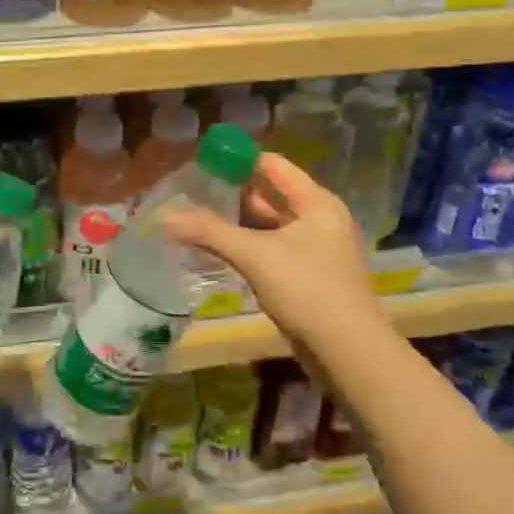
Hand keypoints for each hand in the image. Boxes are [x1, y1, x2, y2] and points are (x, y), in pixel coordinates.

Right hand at [163, 152, 382, 364]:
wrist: (349, 353)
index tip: (202, 162)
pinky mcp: (308, 276)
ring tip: (198, 217)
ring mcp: (315, 249)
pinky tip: (219, 250)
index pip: (272, 165)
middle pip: (270, 193)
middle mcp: (319, 219)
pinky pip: (272, 249)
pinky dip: (247, 245)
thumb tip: (165, 217)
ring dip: (237, 221)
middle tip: (192, 190)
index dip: (238, 160)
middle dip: (233, 191)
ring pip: (269, 224)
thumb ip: (209, 231)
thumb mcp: (255, 255)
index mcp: (315, 202)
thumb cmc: (307, 290)